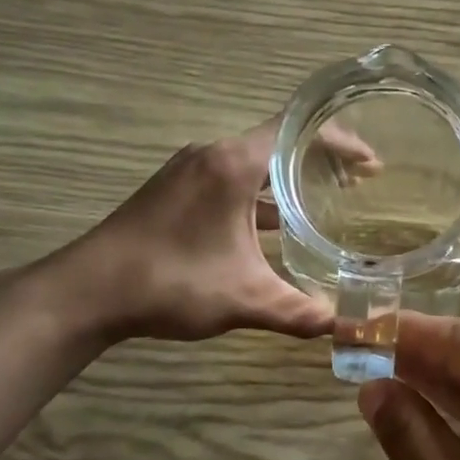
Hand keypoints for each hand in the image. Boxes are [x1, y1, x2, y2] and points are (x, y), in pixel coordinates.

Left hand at [52, 119, 331, 343]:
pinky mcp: (173, 193)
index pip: (298, 131)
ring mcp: (187, 173)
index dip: (340, 143)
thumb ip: (298, 311)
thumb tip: (344, 328)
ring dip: (288, 183)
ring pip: (252, 166)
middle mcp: (210, 156)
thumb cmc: (171, 282)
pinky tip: (273, 231)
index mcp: (232, 165)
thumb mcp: (244, 299)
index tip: (371, 165)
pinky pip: (230, 183)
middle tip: (358, 185)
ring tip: (325, 205)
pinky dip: (259, 198)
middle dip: (321, 163)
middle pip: (278, 144)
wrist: (88, 292)